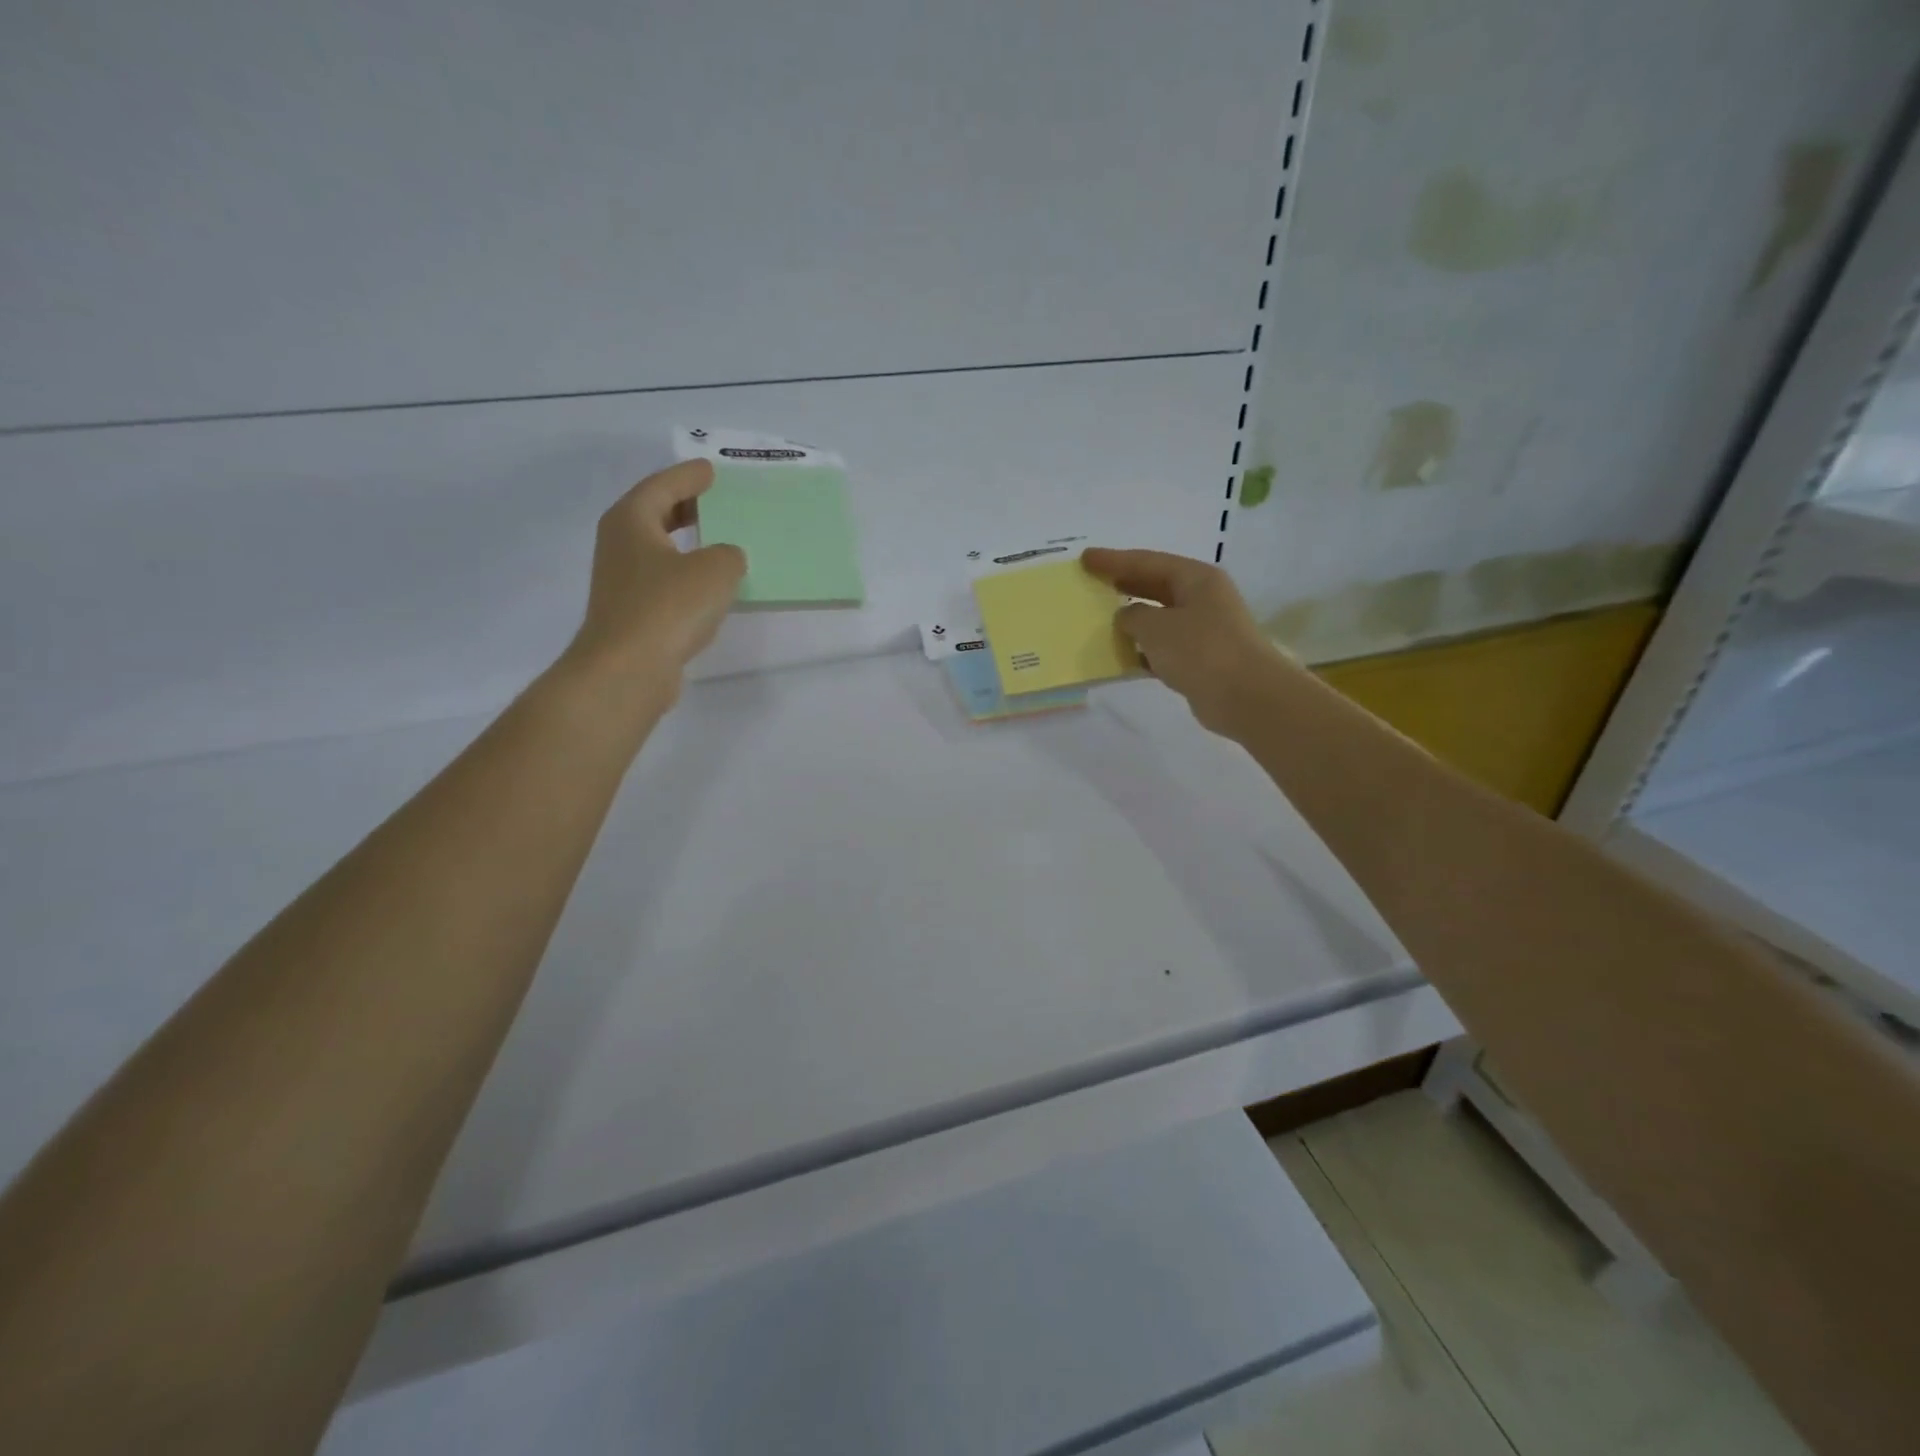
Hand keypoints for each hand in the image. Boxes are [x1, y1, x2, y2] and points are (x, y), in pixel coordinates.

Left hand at [562, 460, 745, 700]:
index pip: (662, 486)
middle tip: (716, 499)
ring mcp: (623, 582)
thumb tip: (725, 559)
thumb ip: (729, 555)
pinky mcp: (633, 614)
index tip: (711, 470)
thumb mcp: (715, 570)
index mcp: (631, 520)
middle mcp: (620, 545)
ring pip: (660, 549)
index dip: (689, 476)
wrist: (628, 670)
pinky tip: (710, 587)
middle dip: (685, 505)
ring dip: (688, 543)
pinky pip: (665, 581)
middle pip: (655, 514)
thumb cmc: (668, 607)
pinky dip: (687, 576)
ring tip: (720, 540)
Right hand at [1082, 548, 1288, 735]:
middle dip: (1123, 584)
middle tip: (1092, 582)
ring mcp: (1204, 630)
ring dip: (1132, 620)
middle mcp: (1202, 598)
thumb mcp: (1156, 627)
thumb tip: (1126, 617)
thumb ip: (1132, 616)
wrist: (1245, 696)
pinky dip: (1142, 650)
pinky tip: (1120, 656)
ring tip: (1099, 619)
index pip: (1147, 561)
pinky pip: (1163, 647)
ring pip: (1159, 618)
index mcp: (1196, 578)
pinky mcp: (1200, 659)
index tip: (1085, 558)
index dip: (1113, 560)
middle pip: (1155, 585)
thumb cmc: (1200, 650)